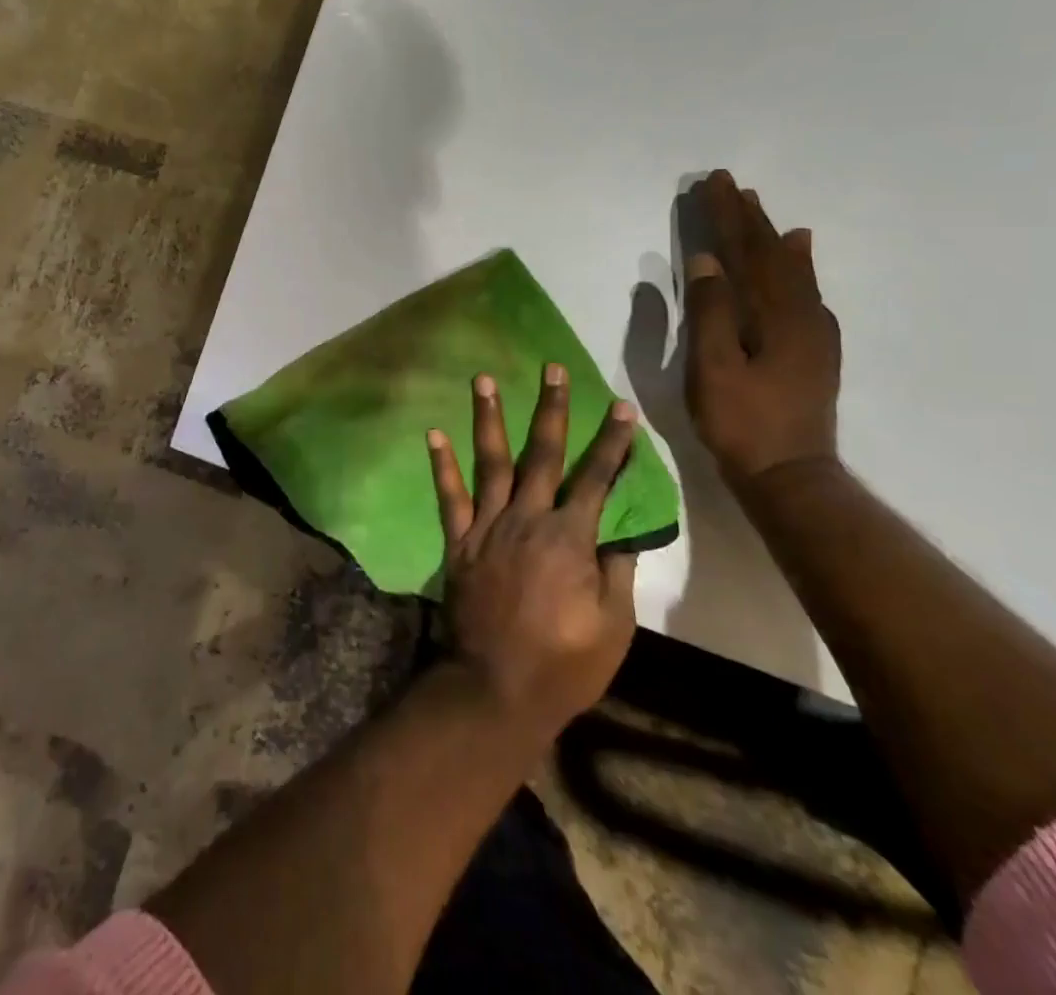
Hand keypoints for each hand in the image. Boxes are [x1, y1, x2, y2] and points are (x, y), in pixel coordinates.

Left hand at [426, 366, 638, 742]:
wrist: (496, 688)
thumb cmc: (564, 663)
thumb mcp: (613, 626)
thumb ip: (616, 572)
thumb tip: (620, 533)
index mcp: (570, 537)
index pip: (597, 478)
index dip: (612, 442)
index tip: (622, 407)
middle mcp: (527, 518)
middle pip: (542, 453)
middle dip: (551, 408)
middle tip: (553, 368)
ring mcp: (488, 526)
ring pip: (491, 462)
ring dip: (488, 417)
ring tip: (483, 378)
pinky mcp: (459, 541)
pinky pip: (448, 496)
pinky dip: (441, 464)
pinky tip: (433, 431)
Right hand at [684, 170, 841, 481]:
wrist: (790, 475)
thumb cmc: (742, 422)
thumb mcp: (713, 368)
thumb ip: (710, 312)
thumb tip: (708, 260)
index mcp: (774, 314)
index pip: (747, 251)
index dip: (728, 217)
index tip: (713, 183)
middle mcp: (801, 314)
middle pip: (772, 254)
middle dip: (749, 218)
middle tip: (731, 186)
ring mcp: (812, 332)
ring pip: (791, 271)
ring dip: (773, 237)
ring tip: (763, 211)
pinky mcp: (813, 349)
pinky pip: (805, 291)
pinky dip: (798, 267)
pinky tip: (799, 258)